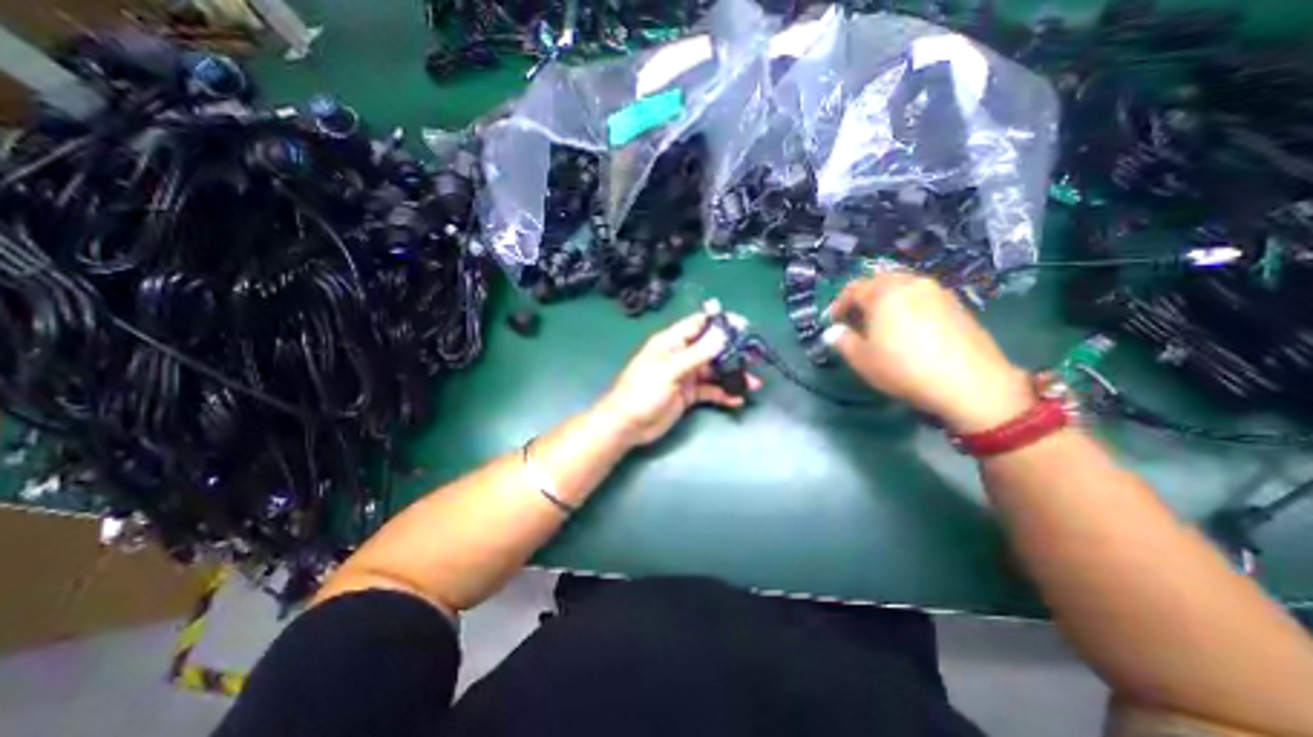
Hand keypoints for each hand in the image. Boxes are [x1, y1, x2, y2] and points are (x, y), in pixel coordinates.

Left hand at [592, 310, 766, 449]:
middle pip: (711, 348)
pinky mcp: (689, 394)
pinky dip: (724, 394)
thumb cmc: (643, 392)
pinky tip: (737, 399)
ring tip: (754, 383)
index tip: (744, 325)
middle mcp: (681, 356)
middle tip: (756, 357)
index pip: (699, 324)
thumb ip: (698, 353)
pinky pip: (710, 390)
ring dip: (733, 375)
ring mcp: (686, 376)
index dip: (720, 323)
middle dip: (733, 352)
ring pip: (714, 371)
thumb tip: (723, 333)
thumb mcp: (670, 370)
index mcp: (672, 342)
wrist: (627, 425)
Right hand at [824, 273, 1029, 436]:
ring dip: (886, 299)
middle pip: (879, 281)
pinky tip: (909, 328)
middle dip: (863, 297)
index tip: (833, 322)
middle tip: (856, 319)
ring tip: (882, 323)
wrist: (970, 382)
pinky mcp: (956, 304)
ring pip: (903, 286)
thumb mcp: (862, 360)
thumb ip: (842, 341)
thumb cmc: (904, 368)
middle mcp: (910, 284)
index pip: (853, 289)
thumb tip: (833, 331)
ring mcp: (937, 292)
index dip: (839, 305)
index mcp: (883, 294)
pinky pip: (922, 296)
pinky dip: (908, 304)